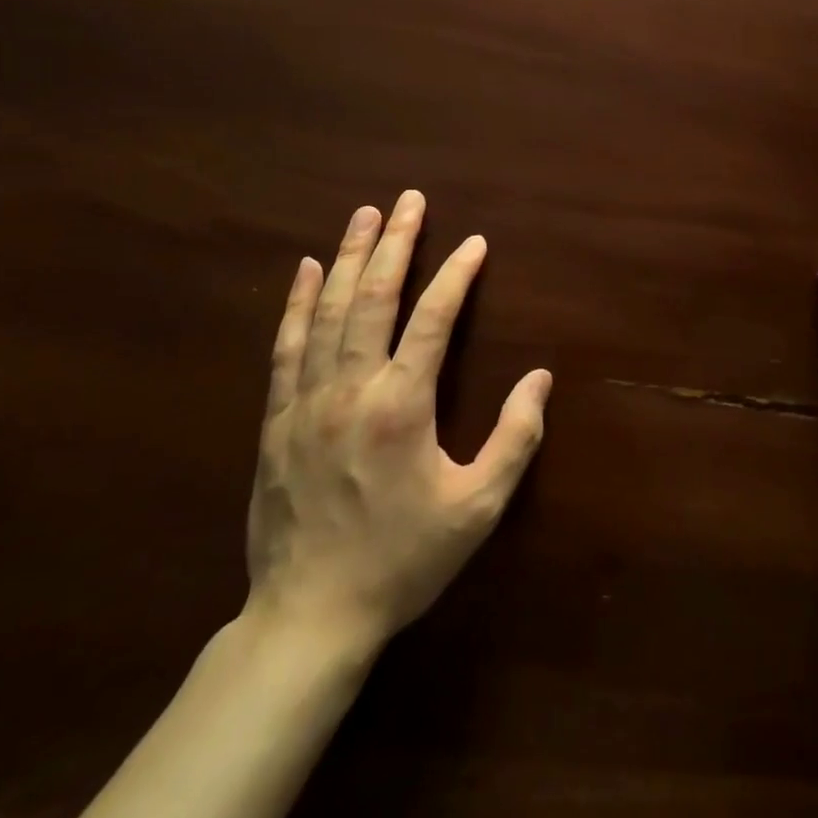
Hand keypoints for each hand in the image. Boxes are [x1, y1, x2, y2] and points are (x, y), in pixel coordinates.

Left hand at [244, 191, 550, 649]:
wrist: (308, 618)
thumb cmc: (402, 561)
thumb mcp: (477, 509)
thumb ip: (515, 439)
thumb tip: (541, 379)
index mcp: (402, 406)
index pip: (434, 319)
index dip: (457, 275)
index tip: (475, 244)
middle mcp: (351, 389)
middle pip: (374, 298)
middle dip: (397, 243)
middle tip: (411, 200)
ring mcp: (306, 401)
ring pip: (327, 311)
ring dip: (349, 256)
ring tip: (366, 214)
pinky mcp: (276, 419)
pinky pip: (286, 346)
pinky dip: (297, 302)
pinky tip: (307, 269)